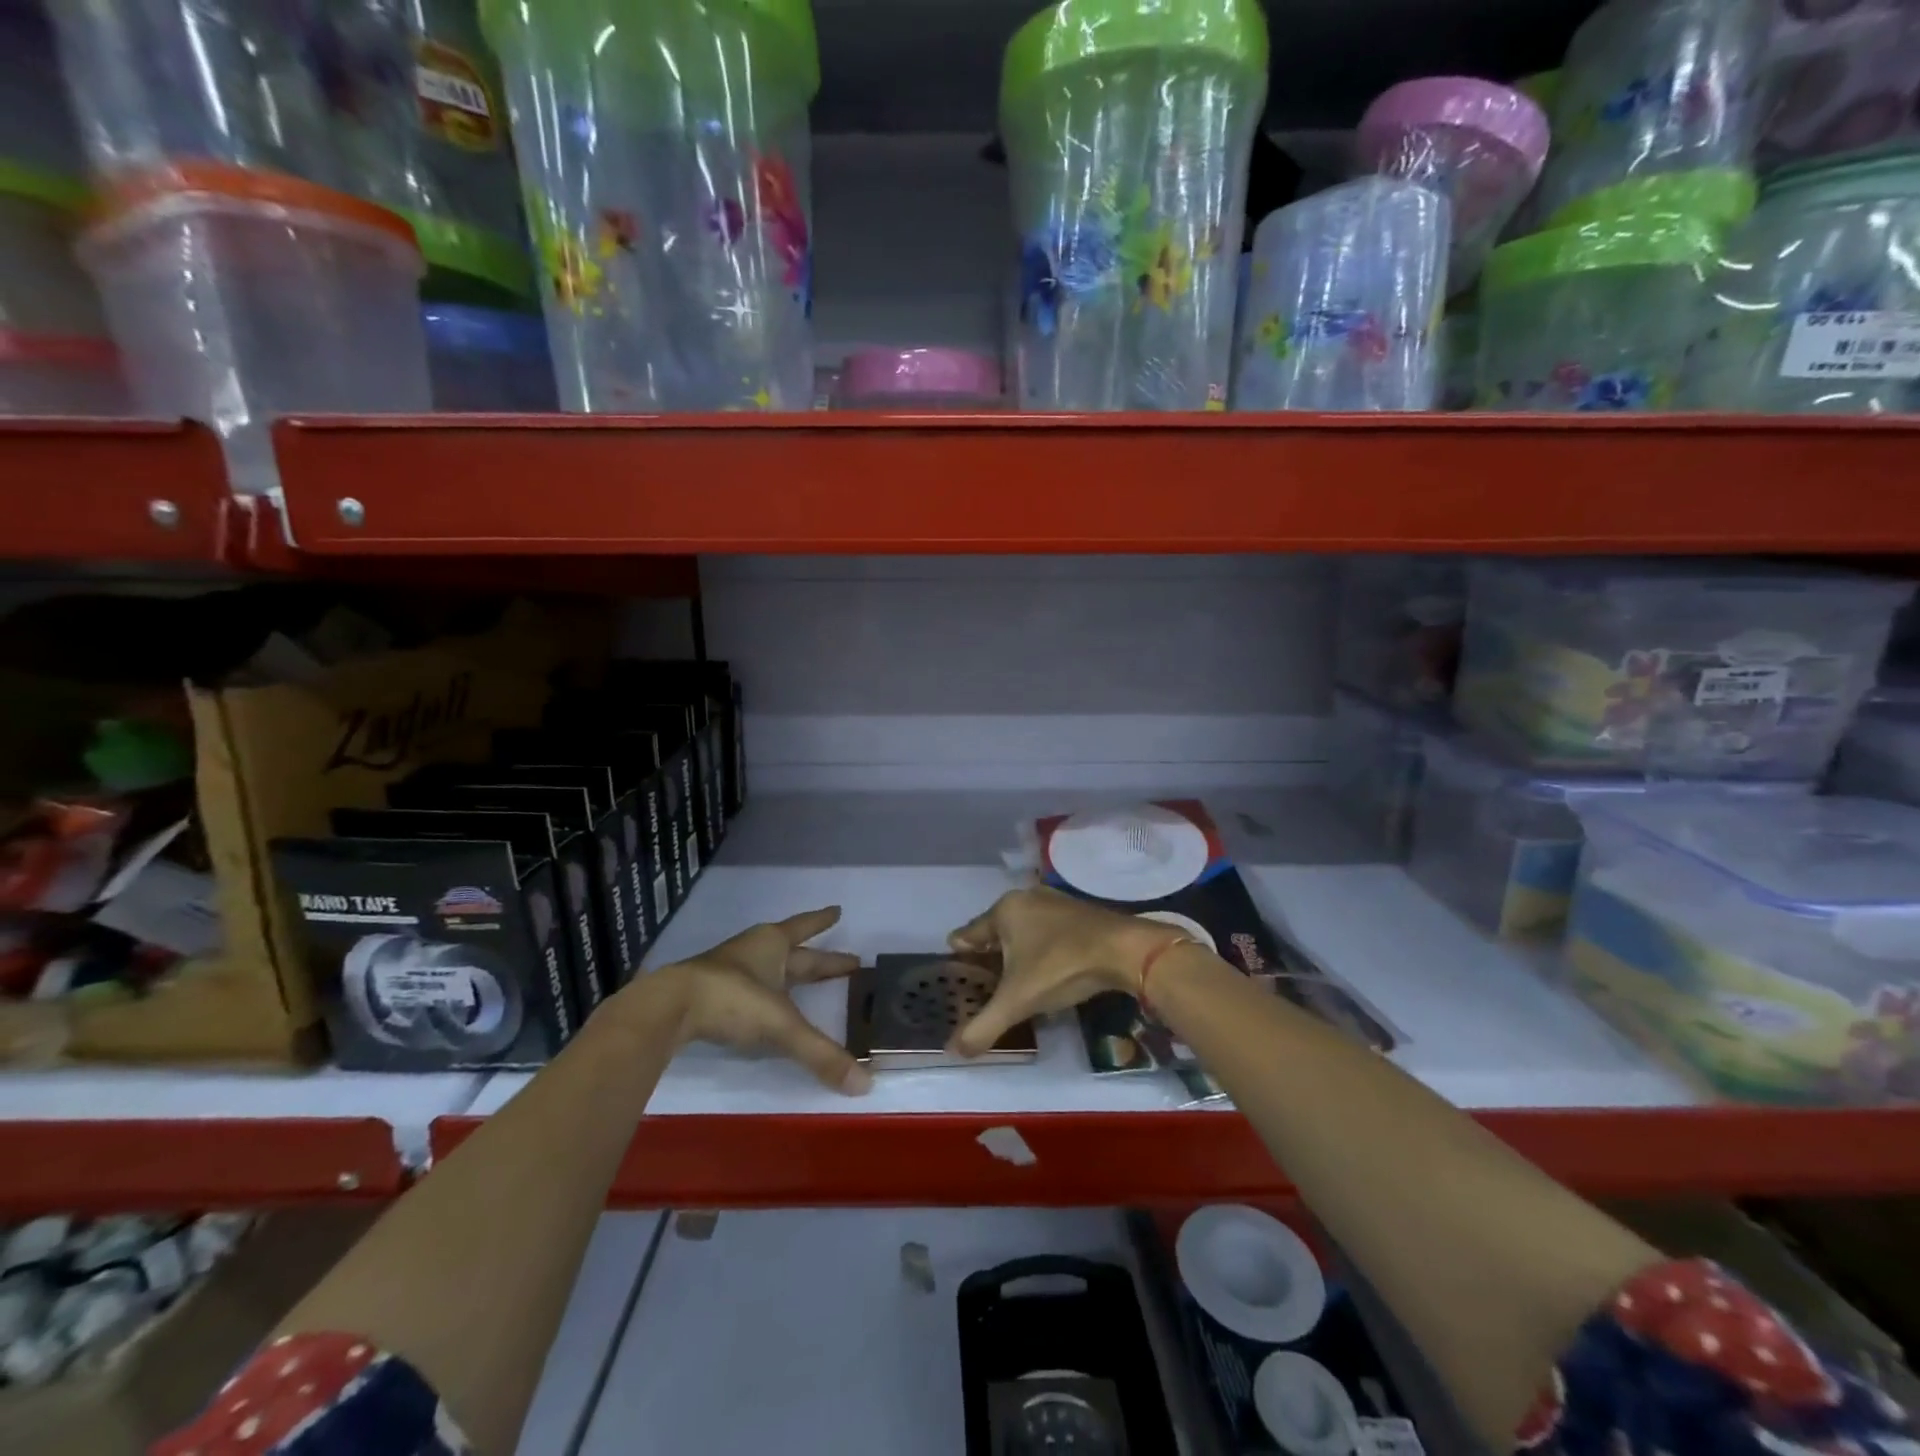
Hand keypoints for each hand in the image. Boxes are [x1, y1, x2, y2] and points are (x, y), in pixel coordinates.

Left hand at [640, 906, 871, 1093]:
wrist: (668, 1008)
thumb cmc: (732, 1000)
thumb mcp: (782, 1026)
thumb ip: (821, 1054)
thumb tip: (866, 1084)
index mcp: (773, 945)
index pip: (805, 928)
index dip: (822, 921)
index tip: (838, 911)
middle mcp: (753, 951)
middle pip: (793, 952)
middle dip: (818, 958)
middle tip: (846, 961)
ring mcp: (728, 971)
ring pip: (767, 967)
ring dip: (787, 972)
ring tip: (803, 981)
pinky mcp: (709, 993)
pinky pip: (747, 988)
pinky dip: (763, 993)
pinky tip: (765, 1006)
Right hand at [945, 887, 1180, 1057]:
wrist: (1125, 951)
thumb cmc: (1061, 966)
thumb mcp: (1018, 1000)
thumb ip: (983, 1026)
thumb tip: (952, 1051)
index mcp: (1004, 910)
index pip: (968, 934)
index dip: (960, 958)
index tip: (956, 978)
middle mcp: (1026, 898)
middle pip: (996, 931)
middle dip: (989, 956)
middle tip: (984, 986)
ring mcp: (1055, 902)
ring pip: (1023, 930)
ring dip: (1017, 953)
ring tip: (1014, 982)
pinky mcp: (1079, 912)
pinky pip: (1048, 932)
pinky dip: (1041, 950)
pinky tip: (1047, 971)